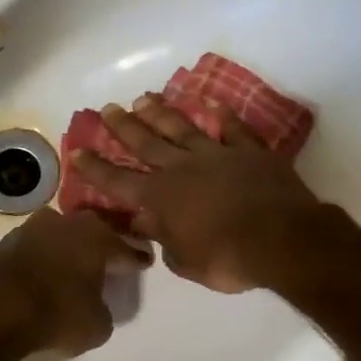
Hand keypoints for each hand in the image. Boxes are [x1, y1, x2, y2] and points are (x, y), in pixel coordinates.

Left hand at [0, 208, 152, 357]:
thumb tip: (95, 305)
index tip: (144, 262)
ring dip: (68, 247)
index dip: (136, 258)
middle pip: (93, 231)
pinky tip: (44, 272)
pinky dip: (43, 257)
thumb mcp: (96, 325)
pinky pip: (36, 248)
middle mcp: (69, 223)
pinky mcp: (6, 241)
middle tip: (109, 258)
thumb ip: (103, 309)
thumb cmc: (57, 312)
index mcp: (99, 238)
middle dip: (102, 243)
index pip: (126, 248)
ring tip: (74, 265)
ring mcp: (34, 227)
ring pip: (61, 235)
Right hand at [68, 95, 325, 292]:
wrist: (282, 240)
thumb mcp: (186, 262)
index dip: (96, 168)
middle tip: (108, 108)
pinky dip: (223, 117)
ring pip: (182, 128)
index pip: (118, 181)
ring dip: (161, 113)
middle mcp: (182, 169)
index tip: (77, 150)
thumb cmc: (228, 259)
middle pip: (146, 143)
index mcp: (161, 198)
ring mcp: (217, 155)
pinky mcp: (249, 152)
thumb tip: (148, 225)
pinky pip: (234, 129)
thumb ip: (164, 240)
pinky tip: (213, 104)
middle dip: (123, 126)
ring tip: (144, 98)